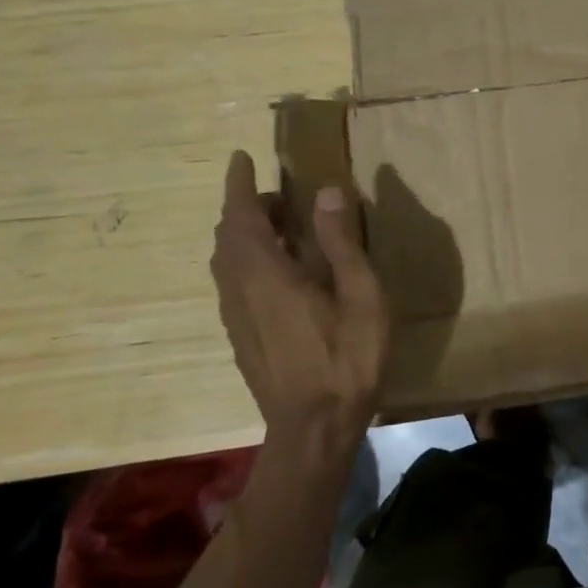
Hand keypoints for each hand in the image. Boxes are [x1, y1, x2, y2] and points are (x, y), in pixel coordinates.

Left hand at [210, 151, 389, 463]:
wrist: (314, 429)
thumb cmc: (346, 357)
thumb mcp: (360, 294)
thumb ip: (341, 241)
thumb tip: (325, 190)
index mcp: (266, 273)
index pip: (241, 215)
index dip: (239, 184)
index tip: (240, 157)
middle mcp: (240, 290)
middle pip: (229, 236)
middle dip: (246, 207)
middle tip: (279, 195)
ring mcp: (236, 317)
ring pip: (228, 262)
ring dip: (246, 235)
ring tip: (282, 228)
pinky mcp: (241, 338)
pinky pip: (233, 283)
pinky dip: (247, 260)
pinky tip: (279, 273)